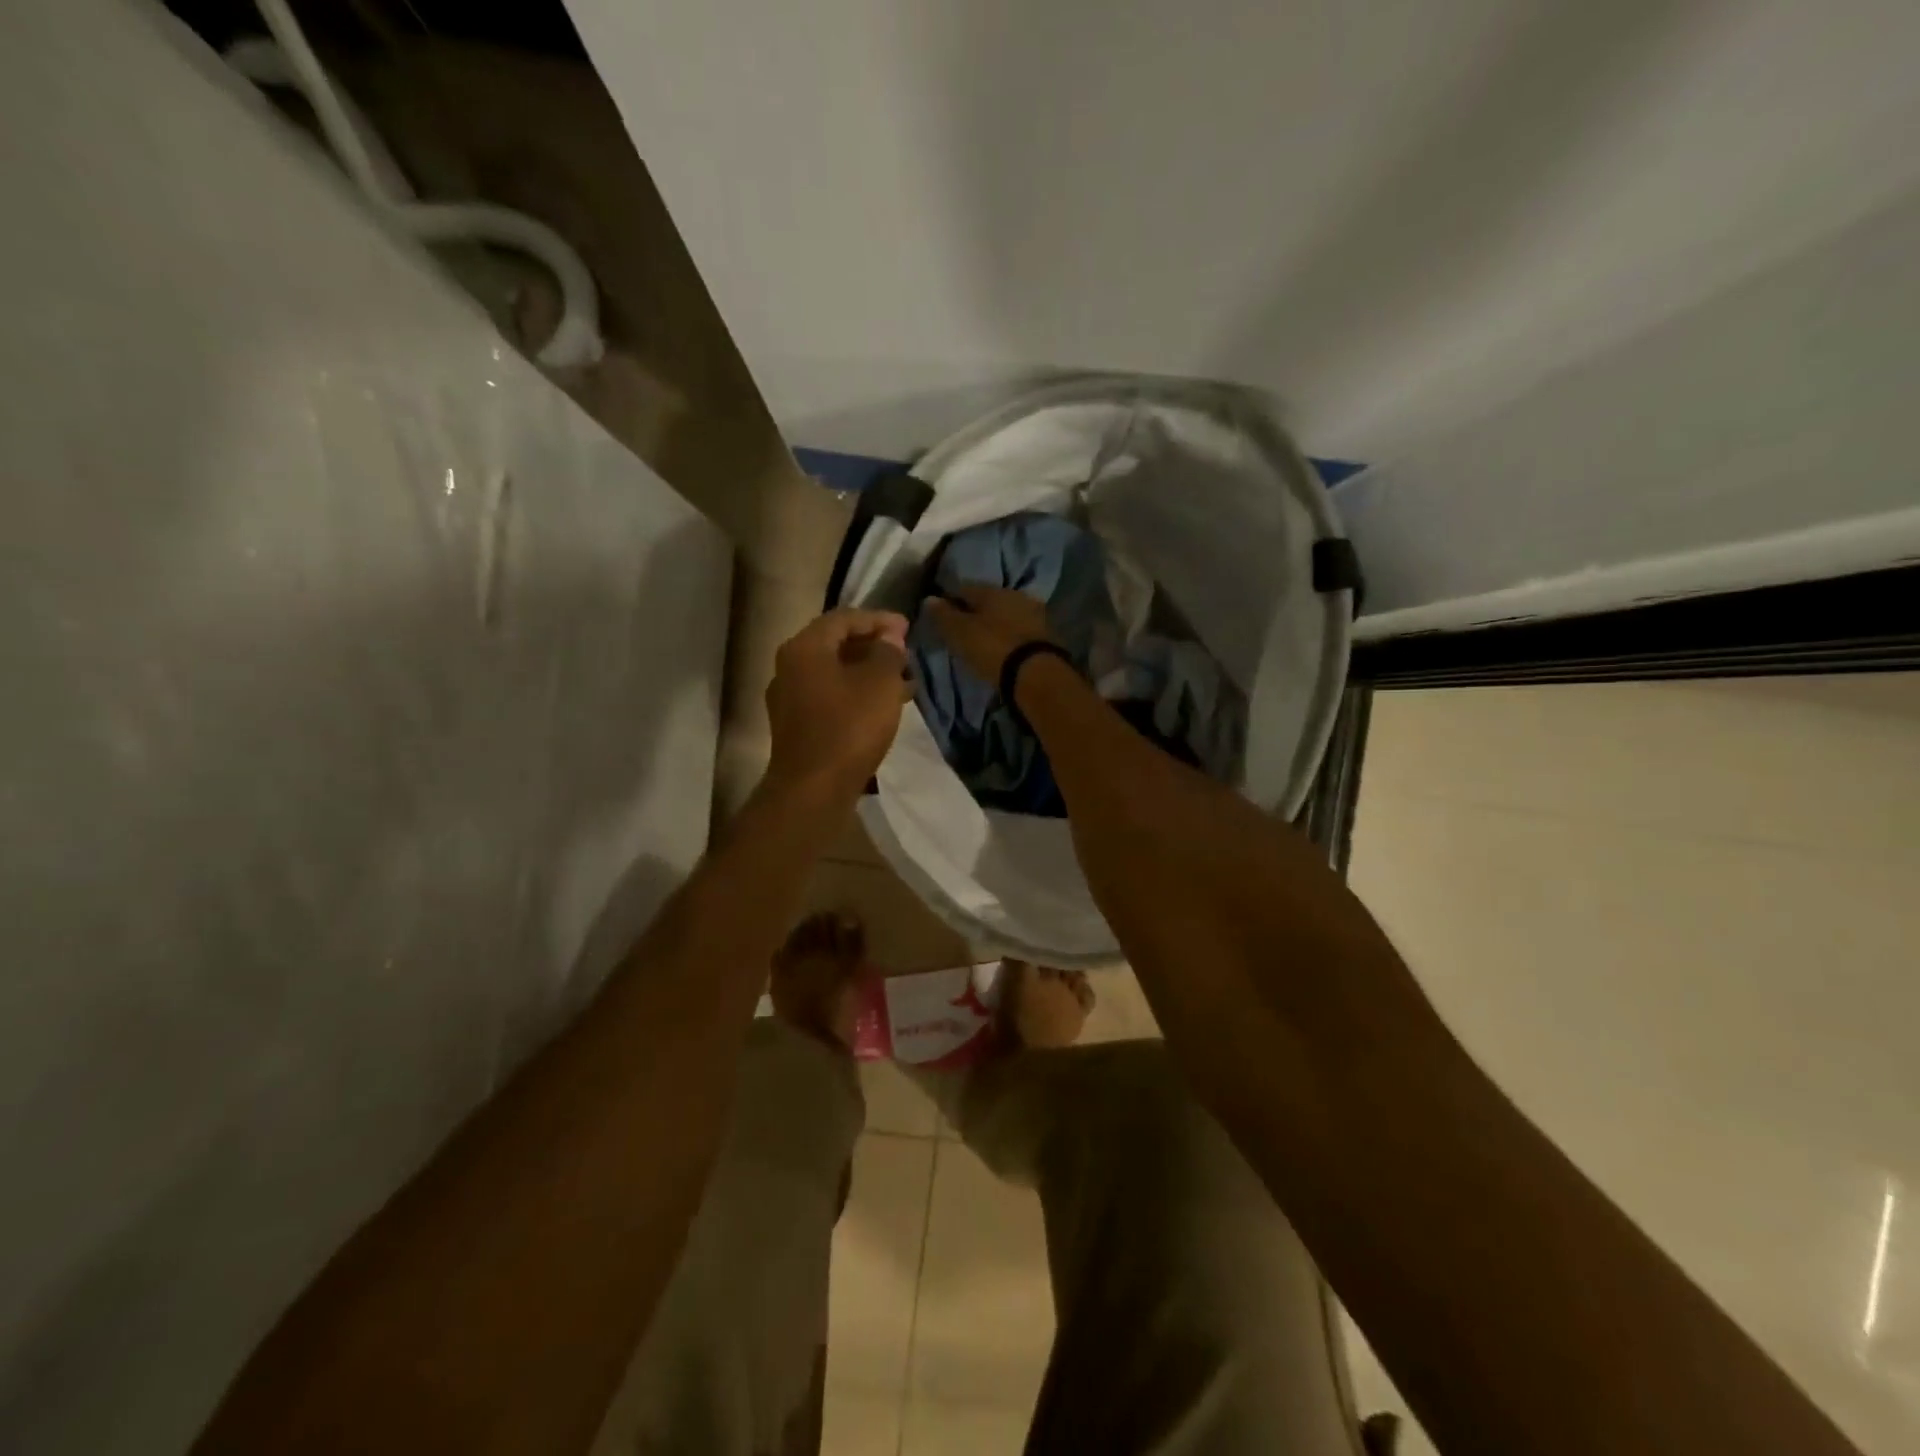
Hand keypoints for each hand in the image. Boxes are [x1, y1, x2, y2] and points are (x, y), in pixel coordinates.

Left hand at [765, 609, 912, 799]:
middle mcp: (790, 667)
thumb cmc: (849, 727)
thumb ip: (888, 652)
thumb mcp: (880, 683)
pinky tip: (882, 707)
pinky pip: (830, 697)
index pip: (843, 618)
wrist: (813, 789)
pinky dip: (856, 695)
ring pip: (834, 673)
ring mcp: (789, 699)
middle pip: (835, 644)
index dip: (878, 619)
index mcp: (804, 648)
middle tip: (905, 653)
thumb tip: (889, 637)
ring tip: (903, 682)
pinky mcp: (797, 726)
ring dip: (868, 673)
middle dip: (873, 646)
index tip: (908, 628)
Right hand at [925, 584, 1056, 682]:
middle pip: (987, 600)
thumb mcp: (960, 633)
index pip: (963, 588)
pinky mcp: (1045, 634)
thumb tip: (929, 598)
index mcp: (991, 590)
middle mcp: (1014, 594)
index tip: (941, 615)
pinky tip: (1002, 647)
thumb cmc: (992, 648)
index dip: (949, 600)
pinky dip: (1008, 635)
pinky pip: (1018, 629)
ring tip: (982, 640)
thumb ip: (943, 615)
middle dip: (974, 611)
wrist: (1036, 673)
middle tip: (961, 629)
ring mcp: (1033, 613)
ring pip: (1005, 614)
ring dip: (993, 623)